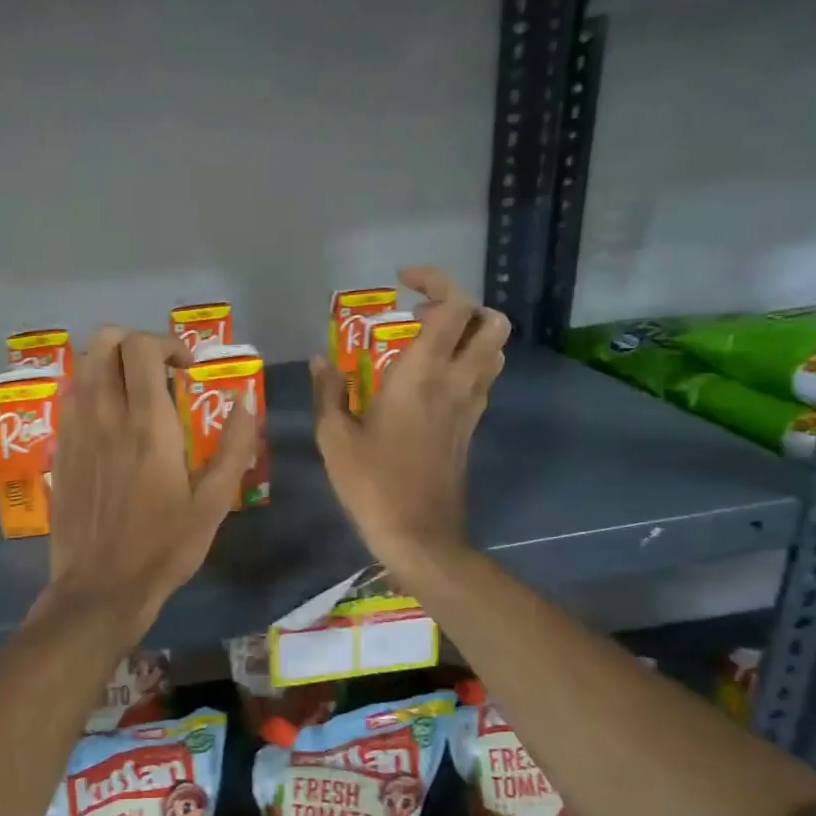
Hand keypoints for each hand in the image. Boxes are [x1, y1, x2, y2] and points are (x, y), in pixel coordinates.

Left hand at [45, 327, 257, 641]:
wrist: (100, 587)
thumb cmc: (163, 548)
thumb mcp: (213, 504)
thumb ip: (233, 448)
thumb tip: (245, 403)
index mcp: (147, 425)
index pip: (142, 348)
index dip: (167, 344)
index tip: (187, 370)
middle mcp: (105, 415)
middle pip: (104, 341)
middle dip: (134, 342)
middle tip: (159, 372)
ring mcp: (76, 431)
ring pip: (84, 366)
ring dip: (111, 364)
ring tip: (135, 394)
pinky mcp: (60, 450)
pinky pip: (71, 398)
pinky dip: (92, 392)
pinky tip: (110, 423)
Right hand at [312, 267, 507, 582]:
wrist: (419, 534)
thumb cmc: (371, 483)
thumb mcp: (334, 437)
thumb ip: (329, 392)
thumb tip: (321, 360)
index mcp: (421, 375)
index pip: (453, 306)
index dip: (435, 281)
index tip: (403, 283)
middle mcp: (456, 381)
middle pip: (490, 321)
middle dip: (461, 305)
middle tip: (419, 314)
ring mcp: (470, 405)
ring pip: (494, 349)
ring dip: (469, 333)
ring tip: (426, 342)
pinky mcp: (472, 426)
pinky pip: (483, 378)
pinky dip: (466, 362)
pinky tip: (429, 381)